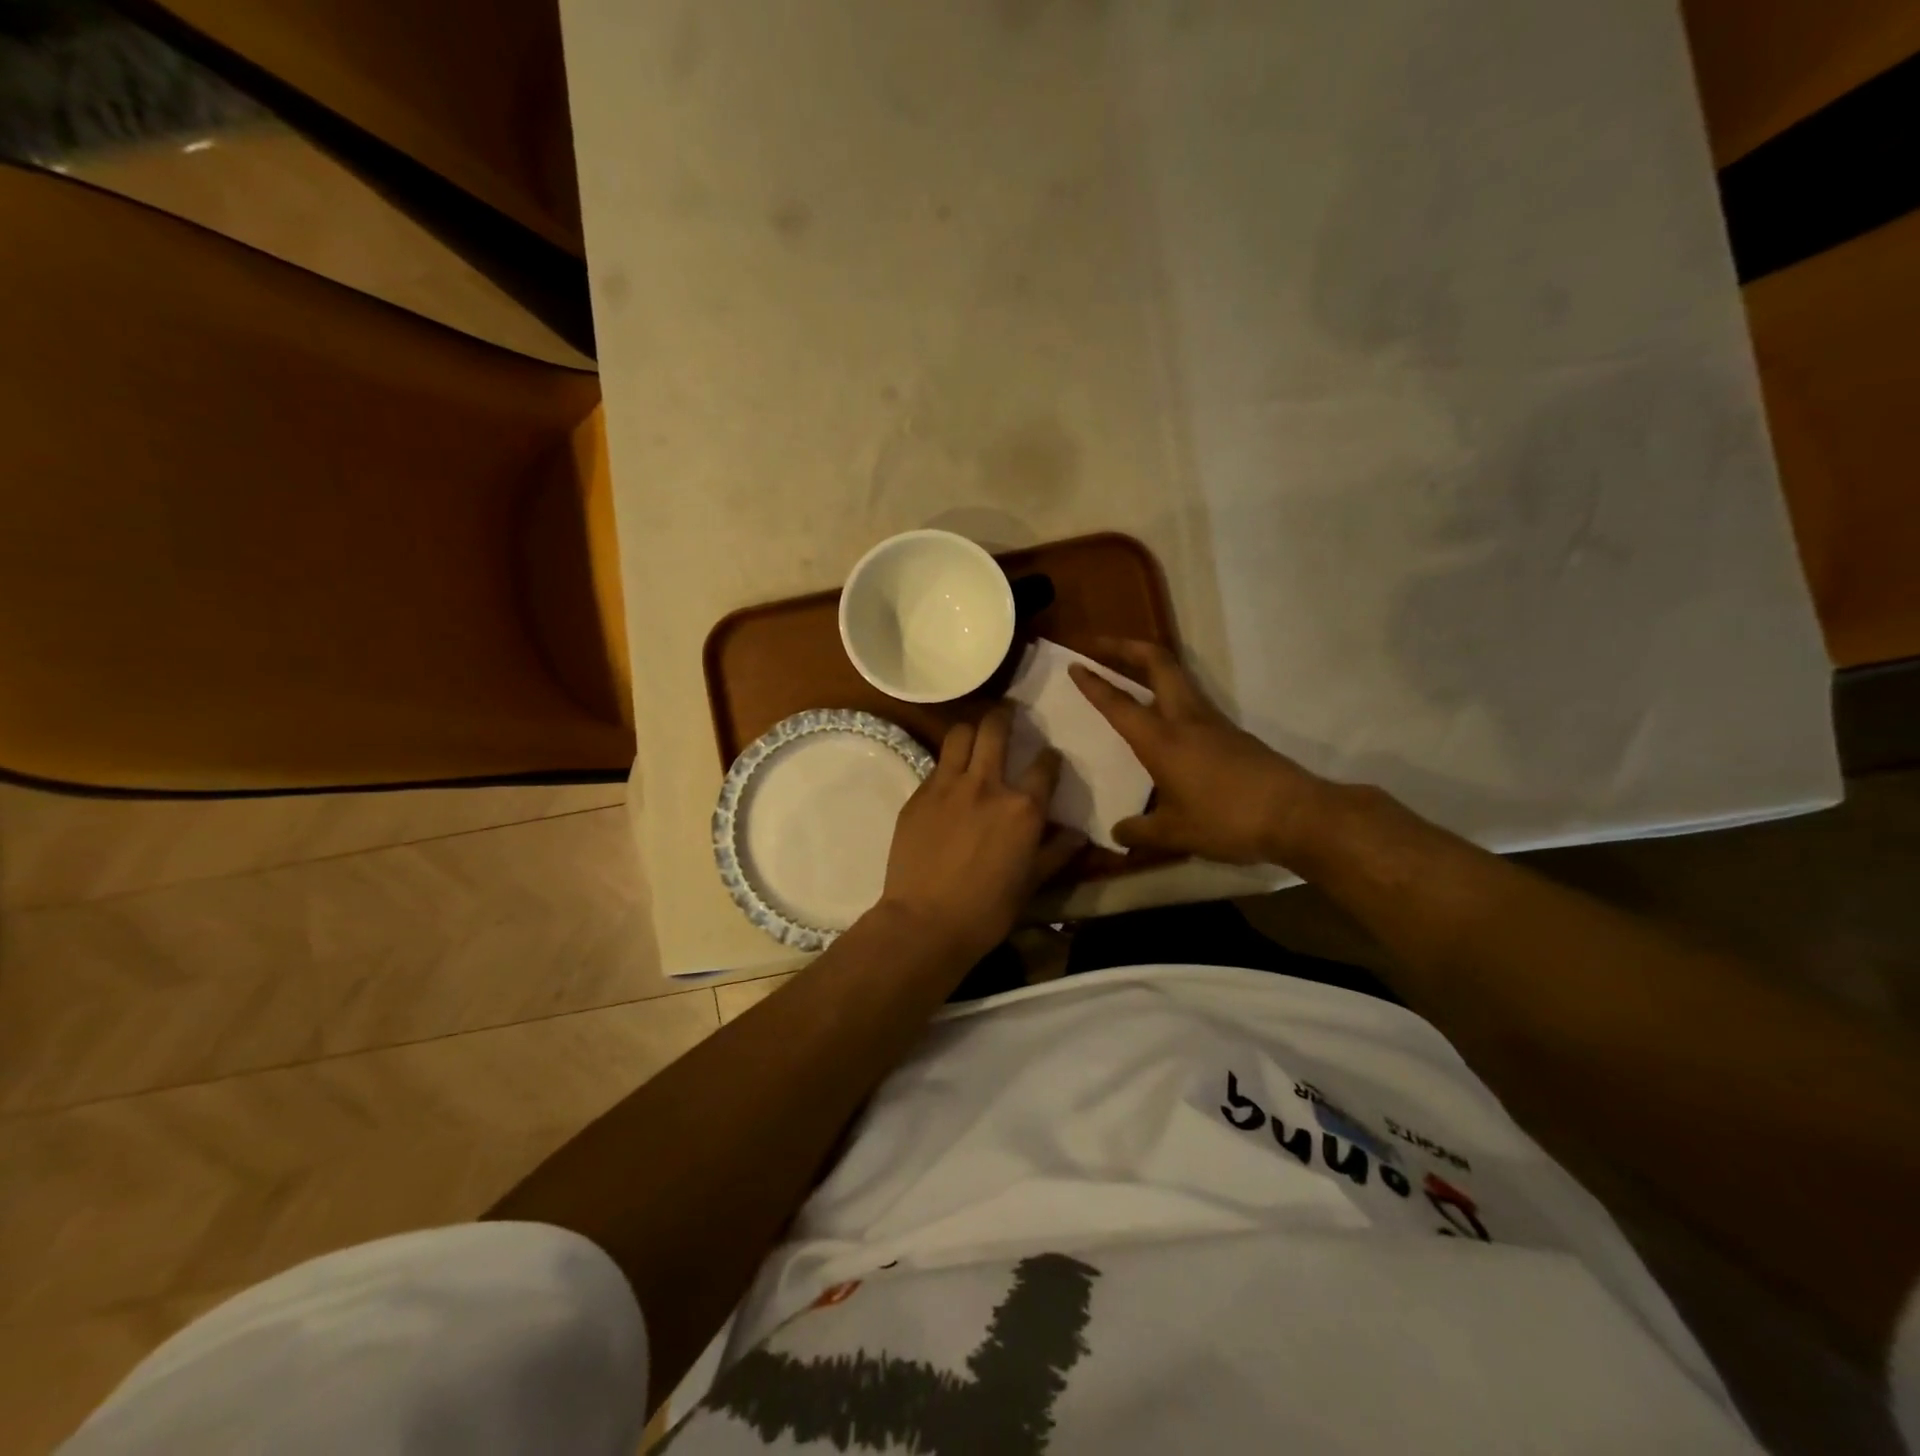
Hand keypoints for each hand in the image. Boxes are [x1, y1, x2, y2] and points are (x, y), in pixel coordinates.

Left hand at [878, 703, 1086, 959]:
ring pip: (959, 734)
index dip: (1049, 758)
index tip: (1048, 759)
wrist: (925, 922)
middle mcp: (986, 784)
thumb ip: (1056, 852)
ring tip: (975, 736)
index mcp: (1022, 807)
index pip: (1044, 765)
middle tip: (1007, 714)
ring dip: (971, 730)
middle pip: (995, 729)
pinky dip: (948, 764)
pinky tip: (949, 779)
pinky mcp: (918, 794)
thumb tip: (1078, 834)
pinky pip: (937, 765)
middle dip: (1005, 715)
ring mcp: (947, 785)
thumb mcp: (1032, 883)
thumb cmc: (987, 909)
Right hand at [1069, 639, 1330, 865]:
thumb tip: (1118, 832)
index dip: (1094, 684)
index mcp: (1162, 739)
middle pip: (1158, 663)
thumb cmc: (1227, 820)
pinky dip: (1169, 694)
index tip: (1074, 664)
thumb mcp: (1175, 834)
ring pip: (1177, 678)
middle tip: (1101, 645)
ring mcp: (1213, 723)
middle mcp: (1186, 719)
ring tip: (1128, 673)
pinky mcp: (1232, 734)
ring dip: (1150, 667)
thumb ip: (1140, 831)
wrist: (1296, 815)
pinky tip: (1163, 721)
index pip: (1118, 704)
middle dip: (1126, 648)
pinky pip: (1193, 701)